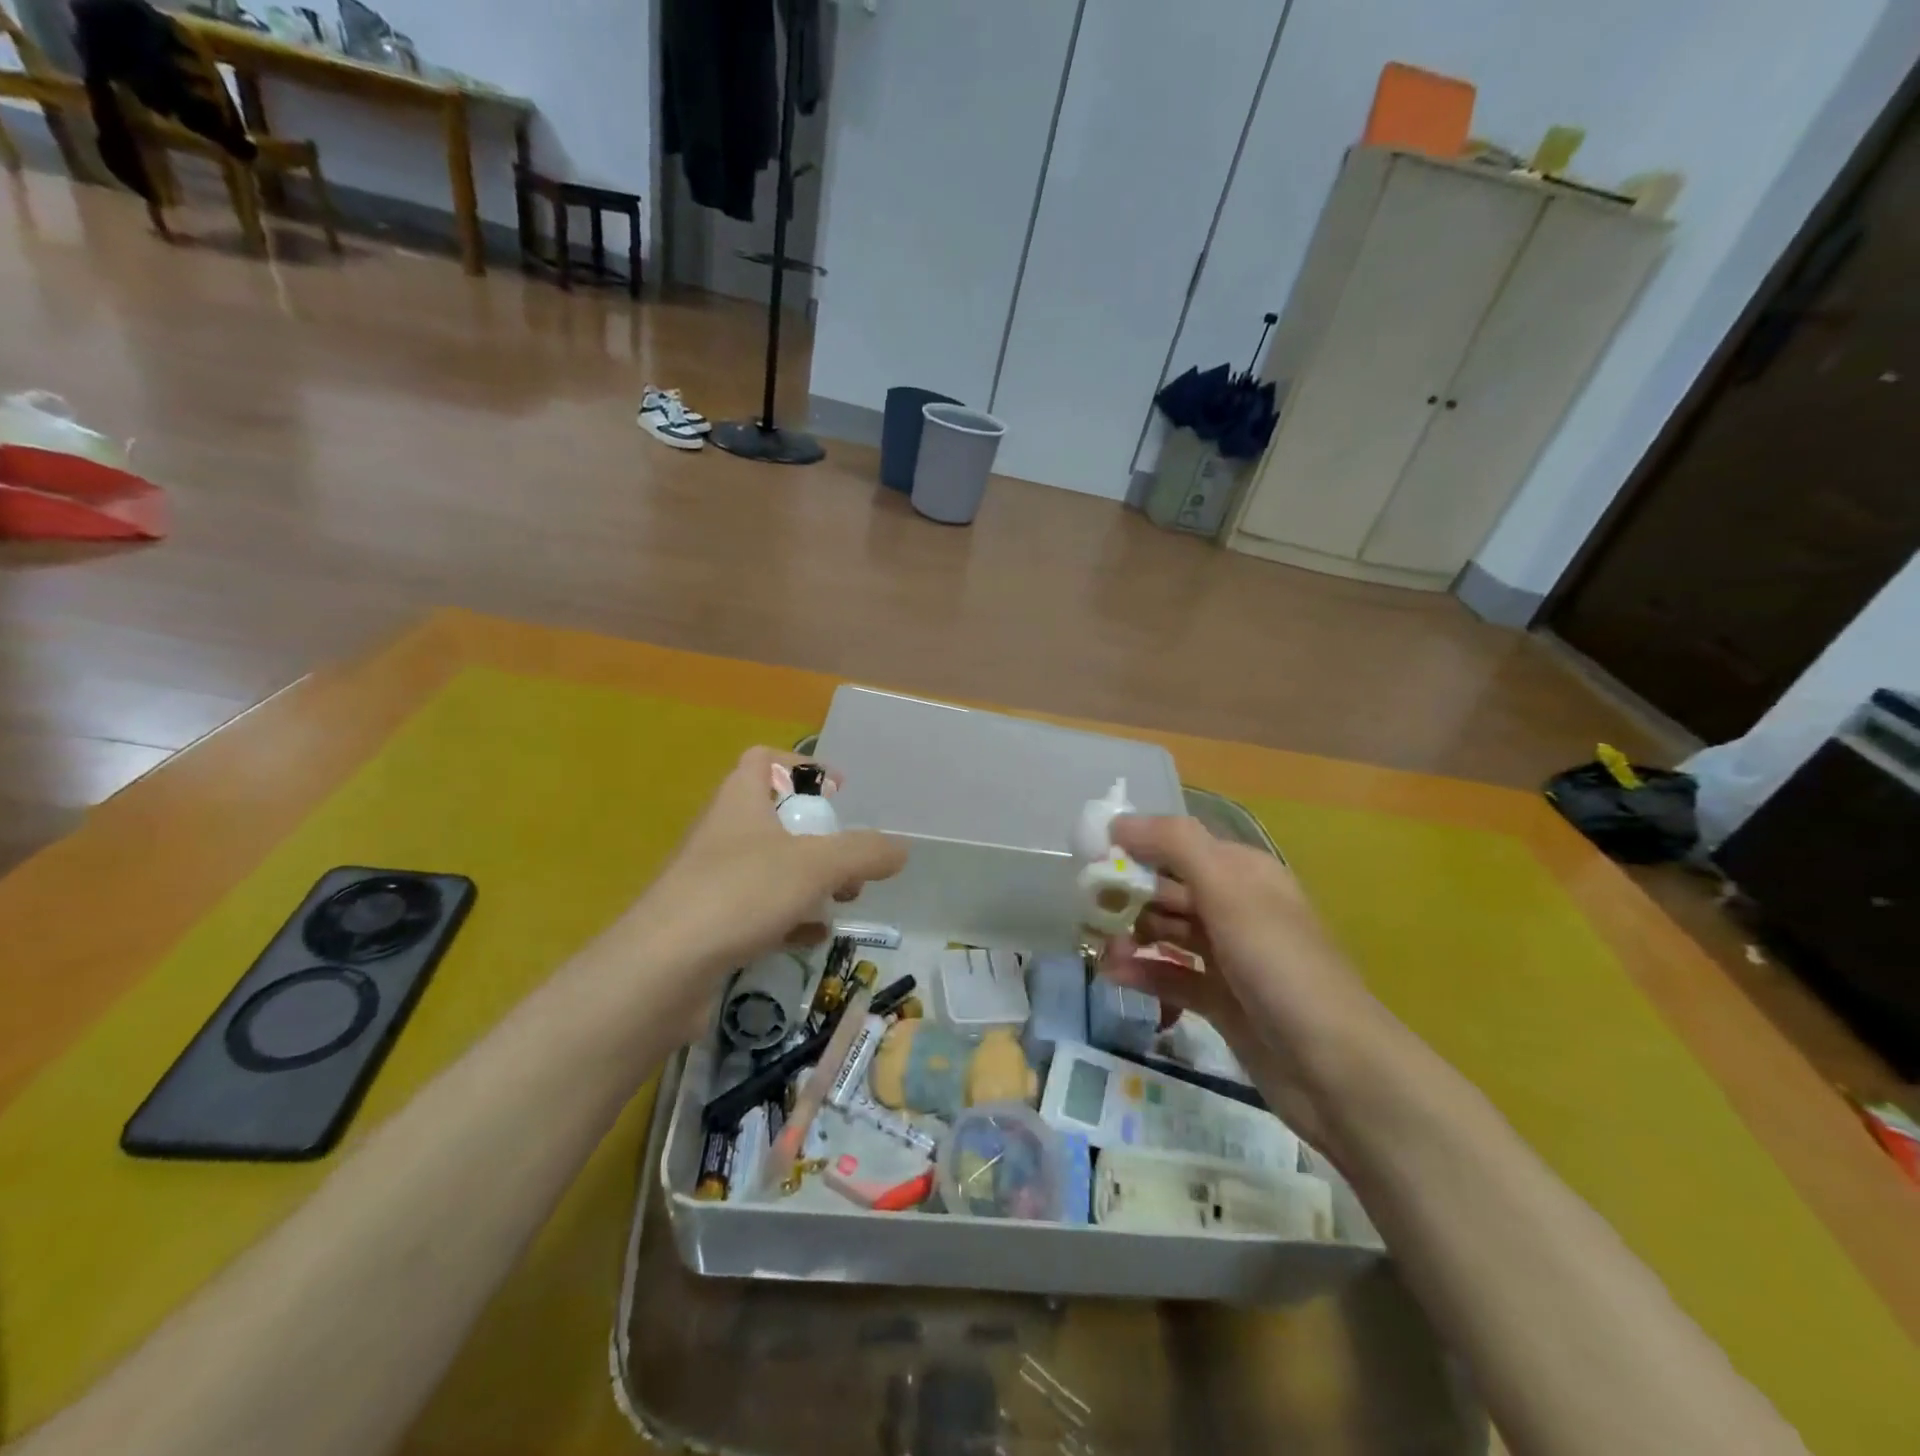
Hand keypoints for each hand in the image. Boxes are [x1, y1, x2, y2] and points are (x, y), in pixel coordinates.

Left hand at [620, 747, 906, 1034]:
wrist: (661, 970)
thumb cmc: (740, 895)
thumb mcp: (816, 866)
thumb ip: (864, 853)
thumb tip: (902, 849)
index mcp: (740, 800)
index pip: (763, 760)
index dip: (802, 767)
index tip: (838, 794)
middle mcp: (724, 833)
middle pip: (777, 818)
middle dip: (822, 839)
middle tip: (850, 865)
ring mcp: (713, 880)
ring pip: (772, 867)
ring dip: (810, 881)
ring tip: (842, 902)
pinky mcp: (710, 923)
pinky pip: (758, 910)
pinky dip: (789, 918)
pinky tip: (811, 937)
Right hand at [1096, 815, 1383, 1152]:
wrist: (1336, 1070)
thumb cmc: (1279, 966)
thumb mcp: (1229, 890)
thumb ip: (1175, 845)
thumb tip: (1118, 822)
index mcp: (1243, 873)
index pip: (1178, 846)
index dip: (1135, 848)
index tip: (1089, 860)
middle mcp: (1236, 909)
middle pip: (1169, 889)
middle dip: (1127, 896)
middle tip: (1087, 911)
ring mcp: (1230, 957)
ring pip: (1167, 933)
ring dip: (1132, 936)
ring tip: (1103, 951)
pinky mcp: (1222, 1001)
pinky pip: (1172, 976)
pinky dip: (1145, 973)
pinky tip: (1116, 976)